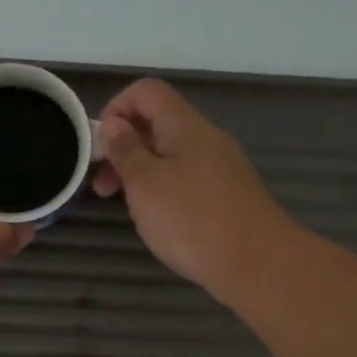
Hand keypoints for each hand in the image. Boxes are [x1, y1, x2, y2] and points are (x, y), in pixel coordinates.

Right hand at [91, 78, 298, 301]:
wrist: (258, 264)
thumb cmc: (193, 220)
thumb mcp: (146, 184)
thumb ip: (126, 151)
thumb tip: (114, 124)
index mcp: (185, 126)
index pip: (146, 92)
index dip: (116, 109)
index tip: (99, 147)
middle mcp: (205, 139)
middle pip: (157, 123)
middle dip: (123, 148)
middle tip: (102, 187)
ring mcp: (220, 168)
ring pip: (170, 155)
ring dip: (140, 173)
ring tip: (125, 207)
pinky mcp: (226, 195)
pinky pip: (186, 178)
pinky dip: (162, 190)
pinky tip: (157, 220)